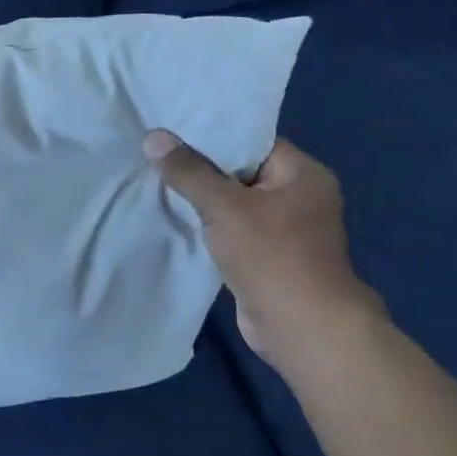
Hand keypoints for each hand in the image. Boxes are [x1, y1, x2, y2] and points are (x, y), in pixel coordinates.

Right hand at [142, 131, 385, 369]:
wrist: (302, 327)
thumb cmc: (272, 256)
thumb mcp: (224, 206)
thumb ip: (188, 171)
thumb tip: (154, 137)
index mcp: (302, 174)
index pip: (252, 141)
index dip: (211, 133)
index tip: (170, 128)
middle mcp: (298, 196)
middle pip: (240, 170)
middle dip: (199, 166)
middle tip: (154, 152)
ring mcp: (285, 229)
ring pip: (233, 202)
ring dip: (200, 198)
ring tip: (155, 179)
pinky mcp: (267, 256)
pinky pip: (231, 228)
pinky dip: (206, 224)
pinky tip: (173, 216)